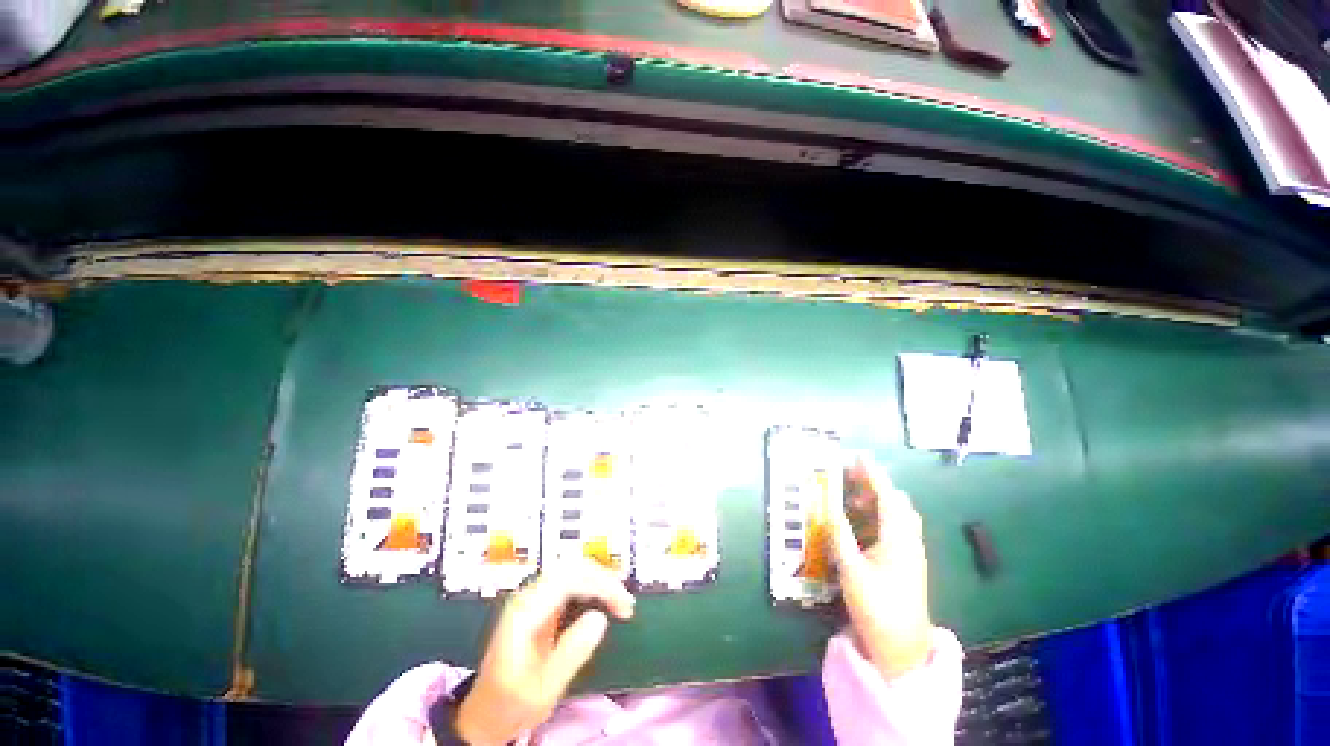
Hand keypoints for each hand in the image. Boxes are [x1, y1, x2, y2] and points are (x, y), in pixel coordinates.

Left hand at [454, 562, 634, 745]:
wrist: (485, 713)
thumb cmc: (512, 704)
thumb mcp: (542, 690)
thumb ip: (570, 653)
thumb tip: (600, 618)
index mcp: (524, 613)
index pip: (568, 579)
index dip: (600, 585)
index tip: (623, 605)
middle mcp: (527, 597)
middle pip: (571, 568)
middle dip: (603, 579)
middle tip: (625, 603)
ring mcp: (532, 598)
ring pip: (571, 570)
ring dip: (599, 580)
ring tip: (619, 601)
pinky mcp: (539, 603)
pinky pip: (569, 581)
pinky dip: (591, 585)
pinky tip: (603, 600)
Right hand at [829, 456, 935, 680]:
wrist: (903, 649)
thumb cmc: (877, 608)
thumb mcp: (852, 571)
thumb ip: (840, 536)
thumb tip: (828, 508)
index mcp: (898, 540)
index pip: (887, 497)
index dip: (873, 474)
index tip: (859, 457)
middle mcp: (909, 542)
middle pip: (897, 503)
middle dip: (875, 484)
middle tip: (851, 476)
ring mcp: (911, 554)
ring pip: (898, 516)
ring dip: (877, 501)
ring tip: (853, 498)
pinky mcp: (908, 564)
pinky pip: (896, 529)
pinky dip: (880, 517)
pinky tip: (864, 524)